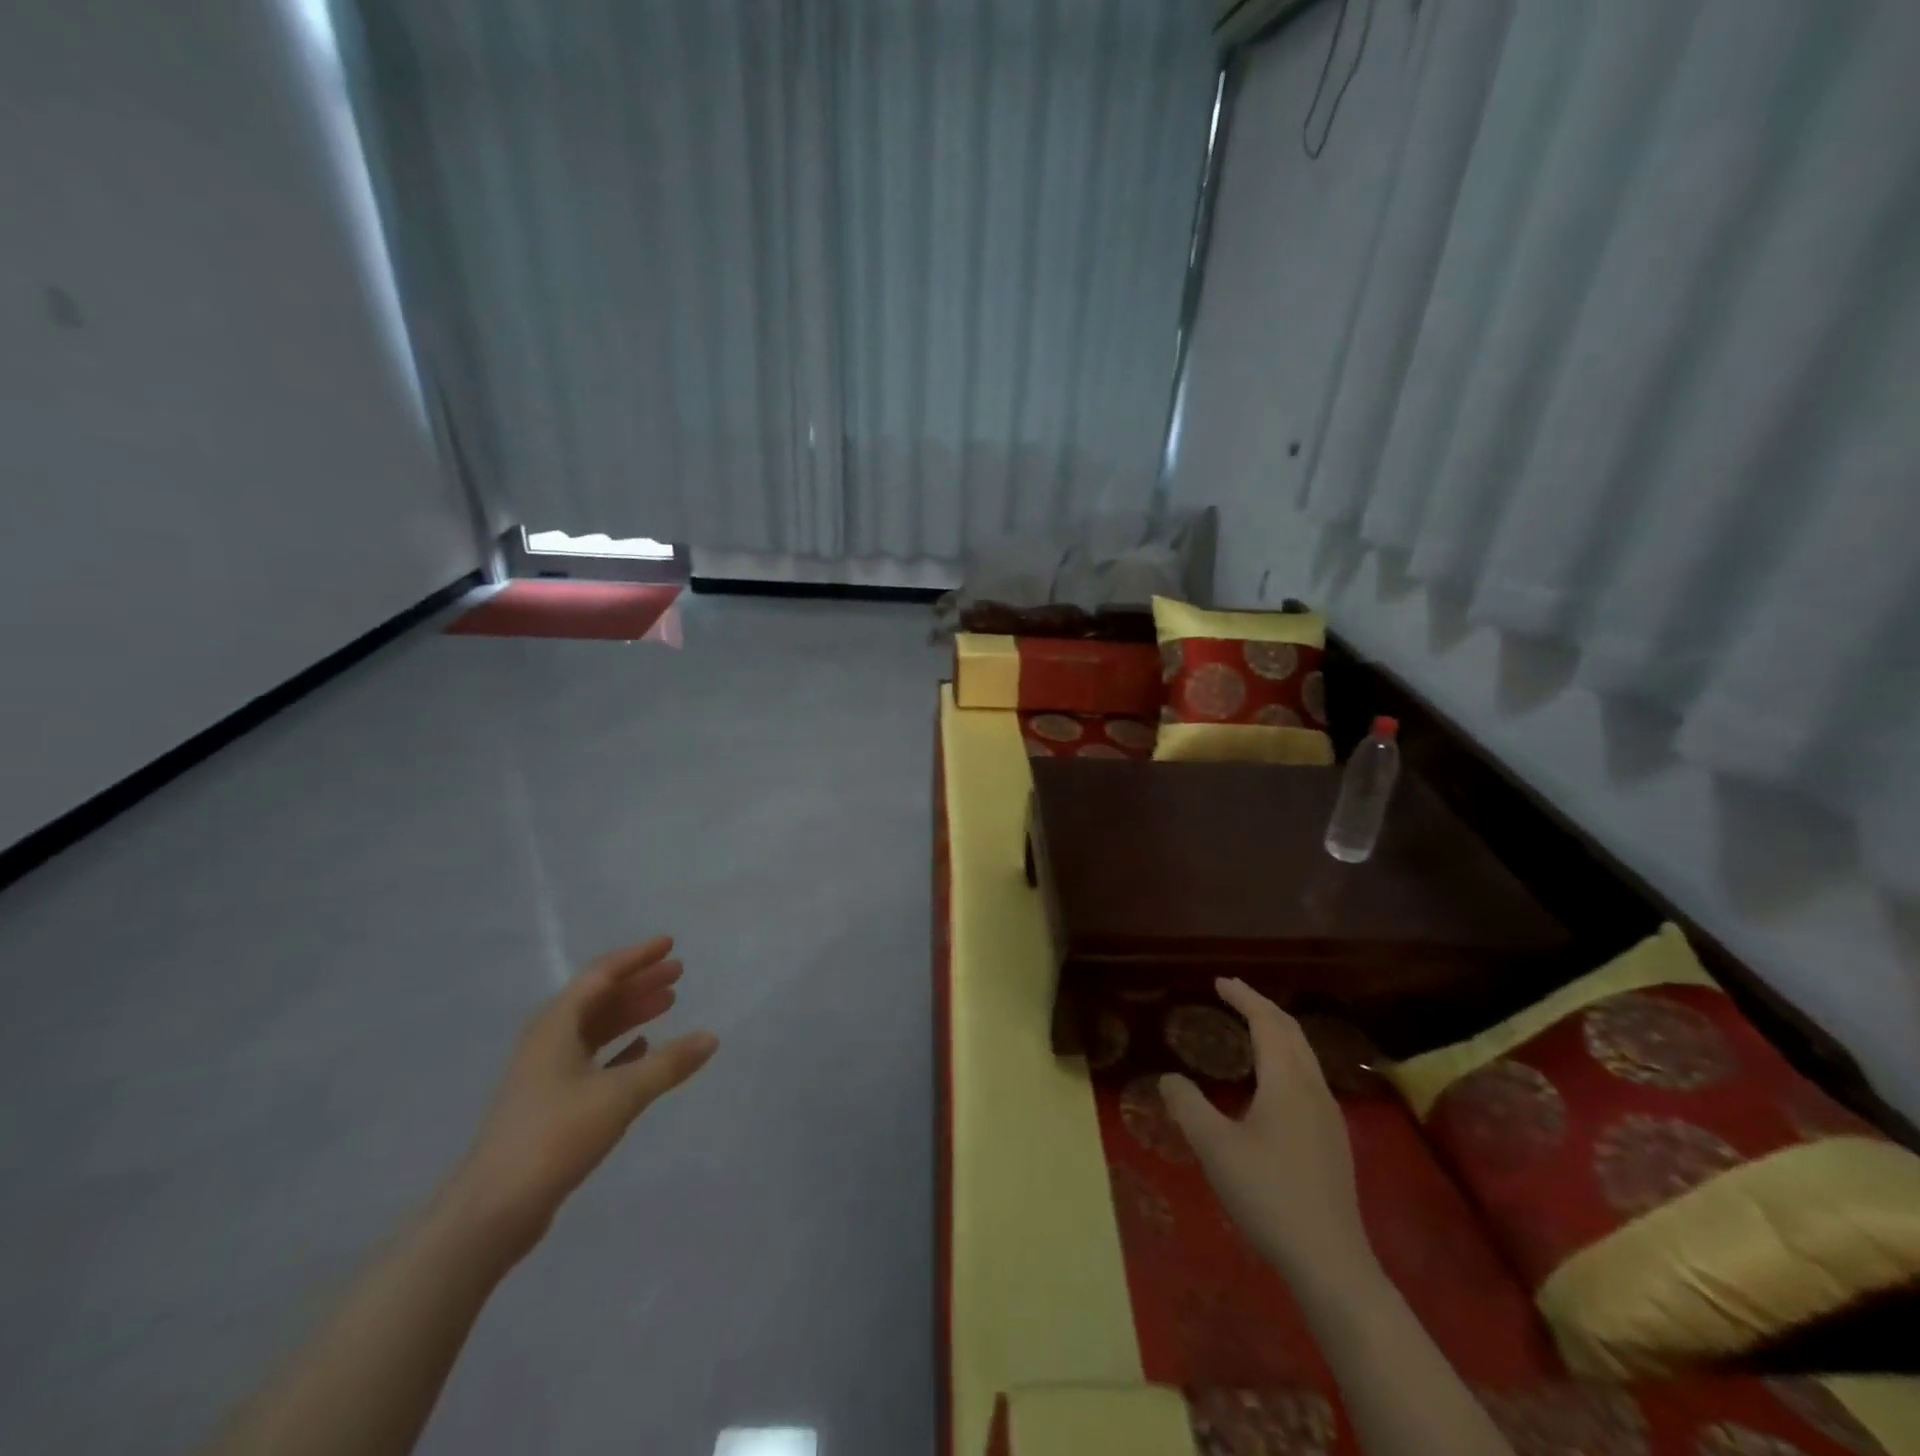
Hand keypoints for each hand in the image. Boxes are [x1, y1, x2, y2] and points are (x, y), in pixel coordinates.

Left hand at [441, 937, 717, 1257]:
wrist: (493, 1210)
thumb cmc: (555, 1136)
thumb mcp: (620, 1094)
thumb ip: (668, 1063)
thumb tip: (711, 1037)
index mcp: (556, 1025)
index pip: (601, 975)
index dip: (637, 957)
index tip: (669, 945)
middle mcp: (548, 1040)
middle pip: (599, 999)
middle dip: (639, 983)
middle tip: (678, 973)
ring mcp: (546, 1072)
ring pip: (596, 1028)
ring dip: (631, 1013)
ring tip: (668, 1004)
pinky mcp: (549, 1102)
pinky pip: (591, 1058)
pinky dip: (619, 1048)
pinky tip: (642, 1049)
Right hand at [1161, 978, 1372, 1286]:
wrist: (1331, 1263)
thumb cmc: (1268, 1196)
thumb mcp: (1215, 1149)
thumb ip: (1187, 1106)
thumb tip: (1169, 1078)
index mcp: (1287, 1082)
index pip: (1267, 1023)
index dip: (1243, 998)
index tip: (1220, 982)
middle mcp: (1313, 1089)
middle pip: (1292, 1032)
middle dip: (1262, 1006)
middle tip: (1233, 994)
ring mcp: (1330, 1116)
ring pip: (1305, 1054)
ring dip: (1278, 1031)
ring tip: (1251, 1027)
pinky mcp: (1334, 1140)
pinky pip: (1308, 1076)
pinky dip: (1287, 1056)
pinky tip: (1272, 1079)